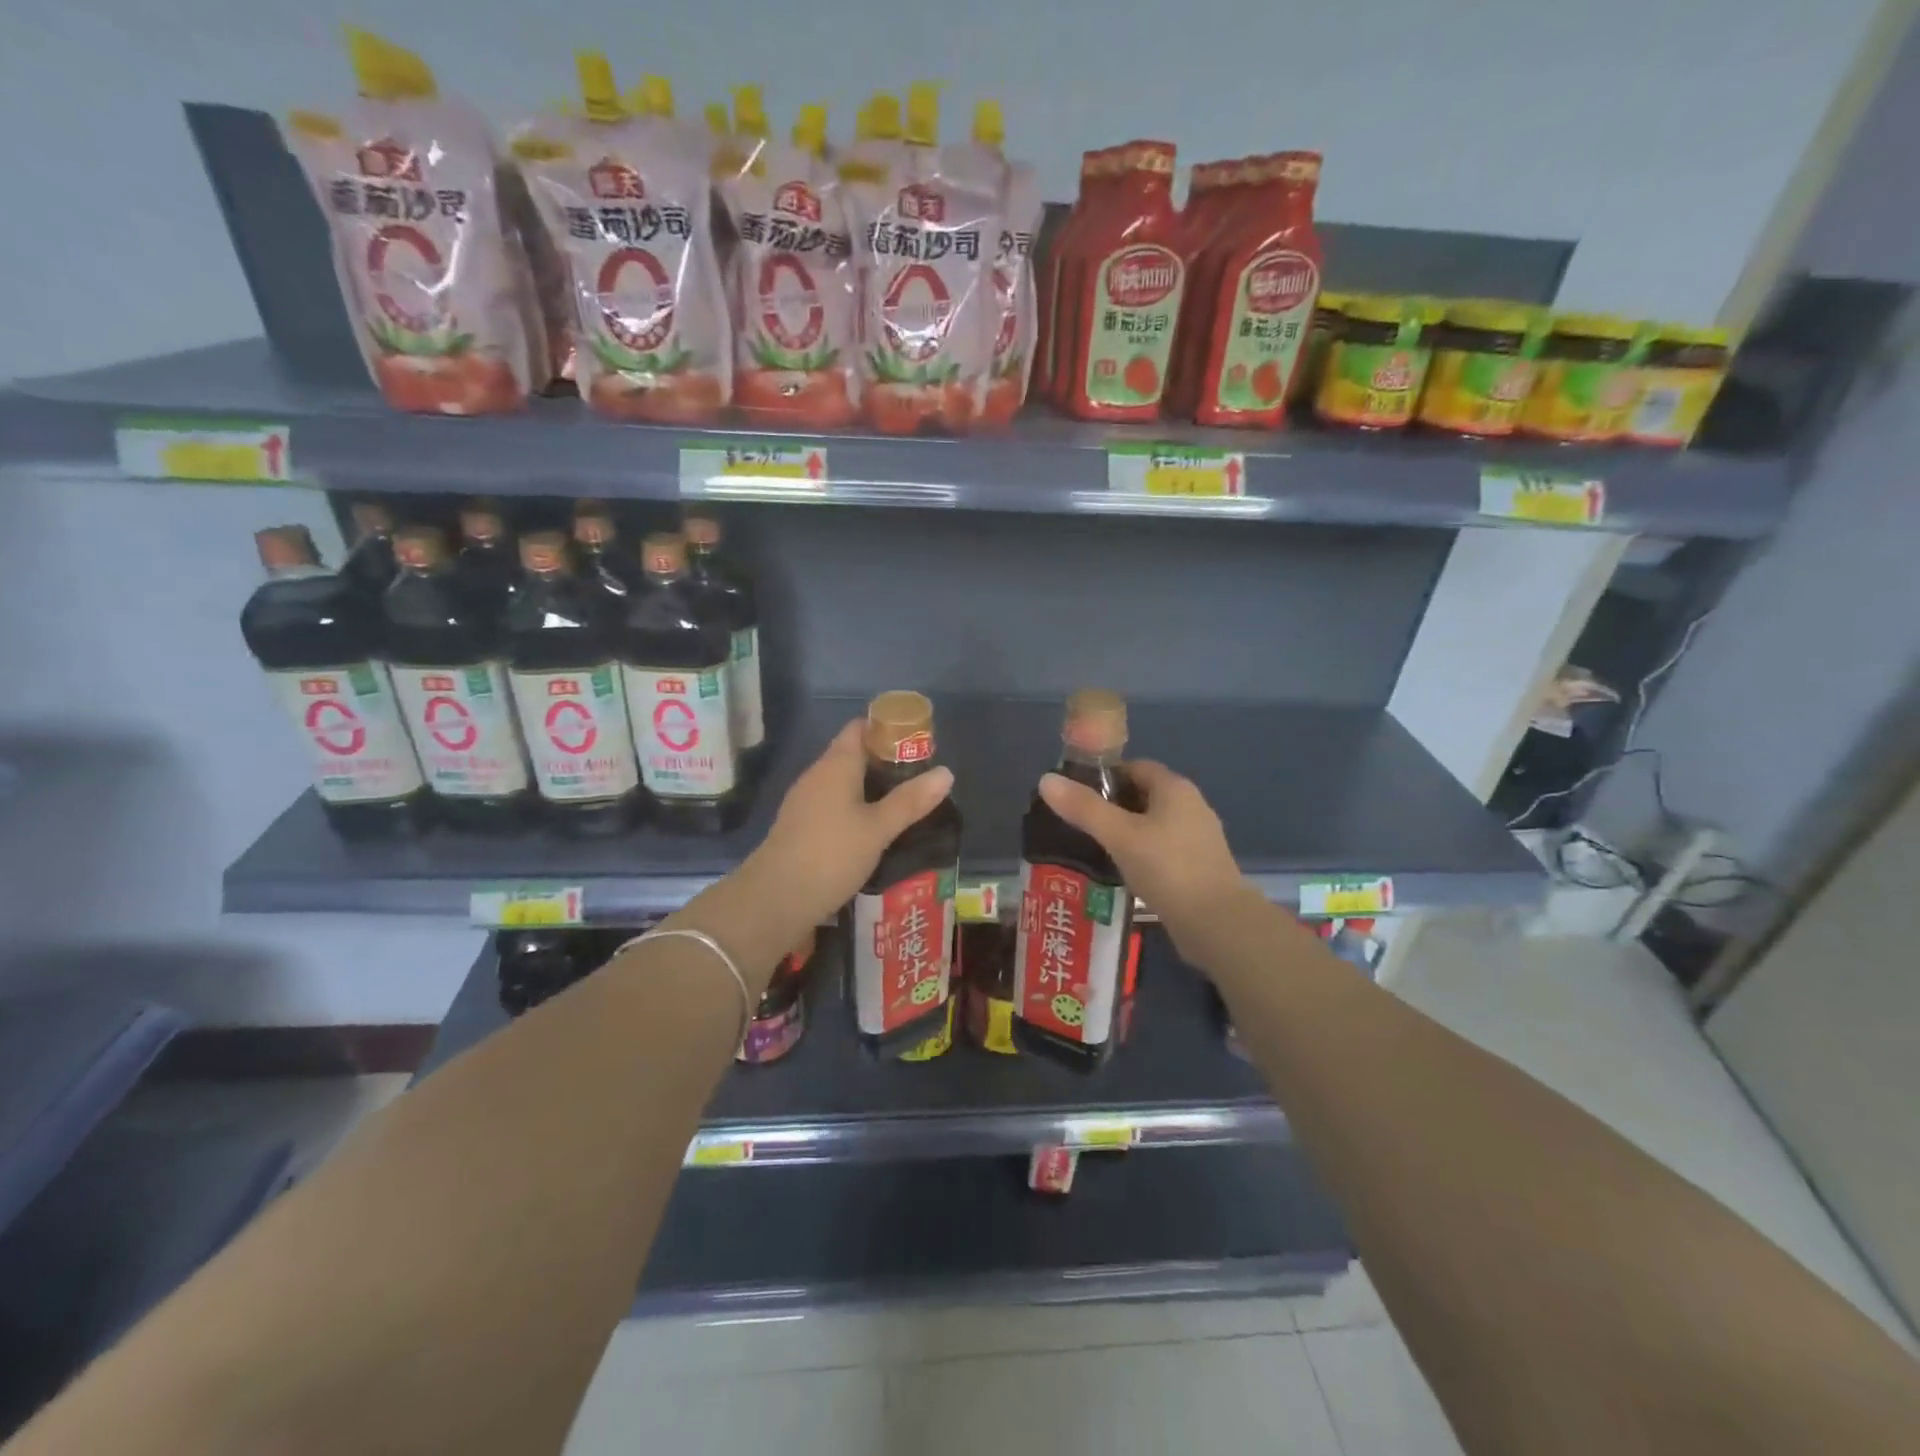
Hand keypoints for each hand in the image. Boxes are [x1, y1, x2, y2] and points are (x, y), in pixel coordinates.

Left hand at [747, 720, 954, 926]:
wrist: (775, 900)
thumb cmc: (831, 855)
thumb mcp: (878, 829)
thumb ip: (911, 801)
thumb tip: (946, 772)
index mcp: (836, 765)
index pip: (860, 728)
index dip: (888, 729)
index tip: (916, 744)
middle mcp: (817, 775)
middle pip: (853, 754)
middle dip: (886, 762)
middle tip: (919, 779)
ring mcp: (805, 802)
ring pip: (843, 782)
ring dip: (871, 788)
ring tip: (904, 805)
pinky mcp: (800, 826)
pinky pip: (833, 805)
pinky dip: (856, 809)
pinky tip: (874, 831)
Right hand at [1038, 760, 1253, 958]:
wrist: (1218, 924)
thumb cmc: (1168, 869)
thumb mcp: (1120, 836)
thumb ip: (1083, 808)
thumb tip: (1046, 780)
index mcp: (1175, 789)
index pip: (1134, 767)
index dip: (1104, 776)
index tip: (1075, 795)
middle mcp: (1191, 806)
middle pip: (1142, 795)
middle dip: (1110, 806)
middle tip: (1077, 824)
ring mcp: (1197, 838)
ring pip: (1151, 825)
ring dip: (1124, 833)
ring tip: (1092, 850)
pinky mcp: (1198, 866)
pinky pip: (1161, 849)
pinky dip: (1139, 854)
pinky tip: (1120, 872)